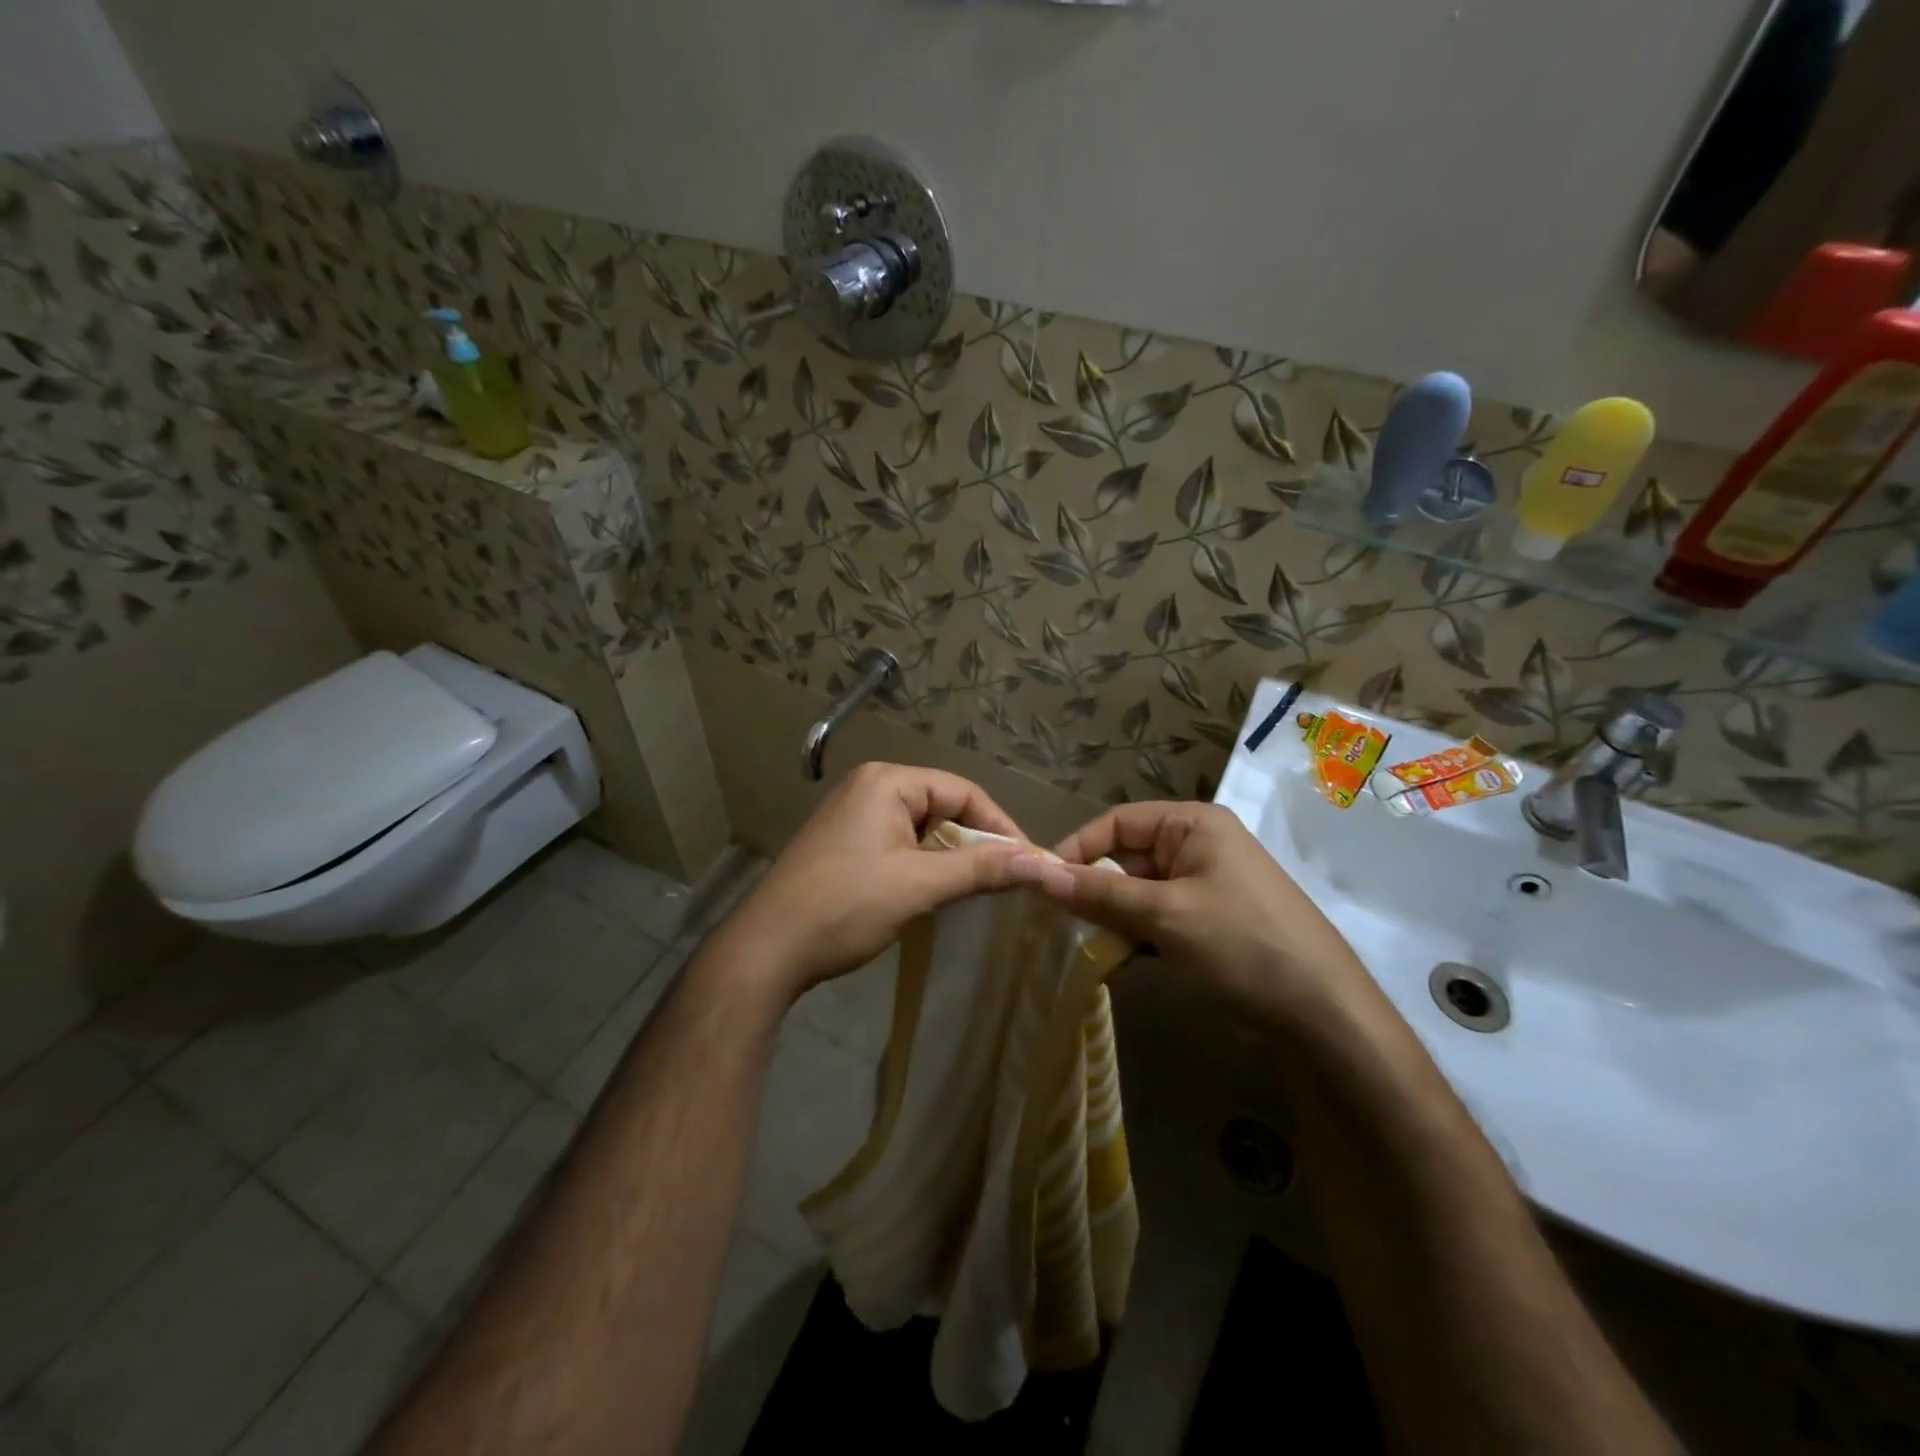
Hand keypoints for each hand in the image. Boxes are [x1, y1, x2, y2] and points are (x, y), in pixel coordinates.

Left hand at [721, 763, 1043, 1001]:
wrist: (766, 950)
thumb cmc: (845, 907)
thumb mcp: (920, 886)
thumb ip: (982, 869)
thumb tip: (1042, 862)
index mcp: (887, 781)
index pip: (963, 790)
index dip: (1000, 826)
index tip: (1028, 863)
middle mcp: (869, 786)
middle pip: (942, 806)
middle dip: (973, 844)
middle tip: (1000, 882)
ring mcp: (852, 815)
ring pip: (922, 828)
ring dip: (948, 858)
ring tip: (967, 891)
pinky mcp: (843, 843)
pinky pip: (898, 843)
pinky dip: (921, 865)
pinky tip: (928, 893)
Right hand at [1035, 801, 1374, 1030]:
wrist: (1322, 1012)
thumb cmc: (1242, 943)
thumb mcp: (1166, 914)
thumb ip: (1101, 893)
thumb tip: (1040, 875)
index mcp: (1193, 825)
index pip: (1119, 821)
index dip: (1080, 847)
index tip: (1044, 881)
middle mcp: (1198, 846)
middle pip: (1127, 857)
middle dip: (1093, 887)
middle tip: (1057, 921)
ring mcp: (1205, 886)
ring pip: (1138, 892)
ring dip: (1111, 916)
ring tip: (1083, 944)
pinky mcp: (1209, 923)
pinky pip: (1157, 918)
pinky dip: (1134, 936)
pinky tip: (1115, 961)